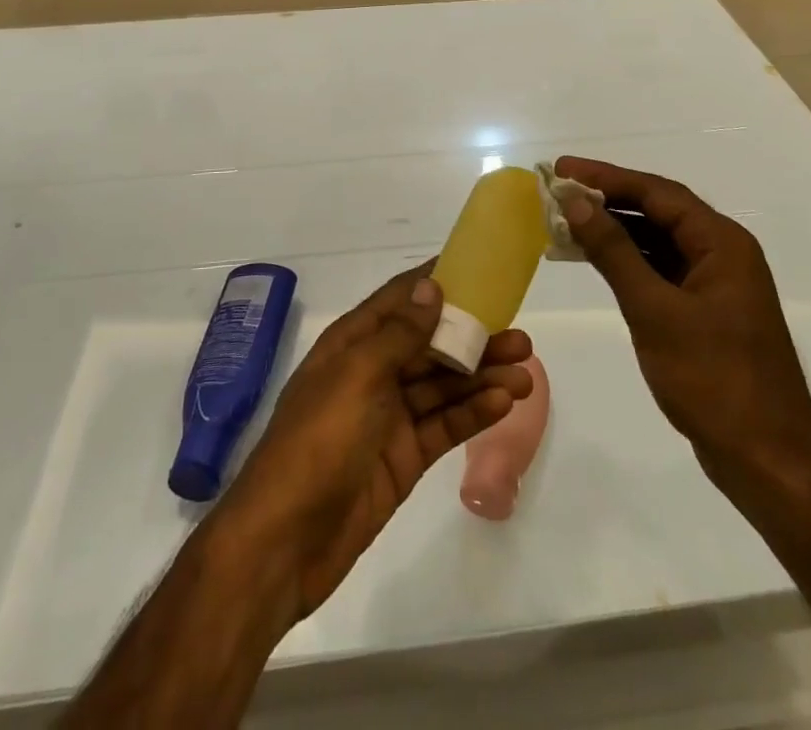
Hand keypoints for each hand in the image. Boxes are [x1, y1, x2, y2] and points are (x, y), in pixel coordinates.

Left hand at [213, 264, 533, 619]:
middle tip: (520, 337)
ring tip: (525, 373)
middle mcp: (373, 372)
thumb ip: (398, 334)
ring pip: (443, 386)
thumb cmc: (318, 440)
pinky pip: (444, 425)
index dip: (435, 283)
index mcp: (352, 343)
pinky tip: (504, 404)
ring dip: (482, 377)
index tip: (478, 270)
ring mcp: (389, 417)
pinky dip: (473, 413)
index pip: (399, 300)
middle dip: (473, 338)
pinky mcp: (404, 457)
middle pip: (430, 345)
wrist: (285, 540)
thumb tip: (430, 287)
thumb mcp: (357, 376)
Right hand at [554, 156, 810, 506]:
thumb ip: (614, 252)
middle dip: (608, 198)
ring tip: (566, 221)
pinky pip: (661, 268)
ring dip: (614, 230)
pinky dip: (627, 261)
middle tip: (558, 191)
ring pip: (658, 240)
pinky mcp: (706, 310)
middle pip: (658, 210)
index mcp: (721, 242)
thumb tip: (576, 202)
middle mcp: (722, 252)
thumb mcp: (654, 310)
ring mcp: (716, 282)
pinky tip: (595, 260)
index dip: (606, 177)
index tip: (561, 169)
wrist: (768, 461)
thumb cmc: (713, 380)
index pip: (657, 192)